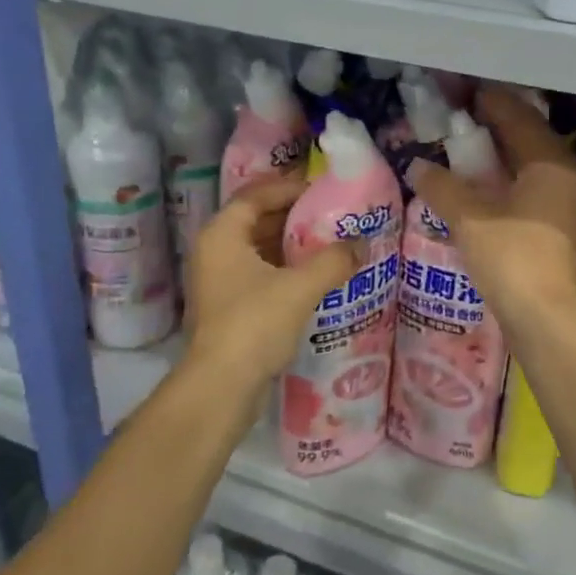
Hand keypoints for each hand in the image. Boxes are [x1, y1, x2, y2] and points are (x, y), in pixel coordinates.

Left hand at [182, 173, 357, 391]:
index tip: (321, 189)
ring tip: (330, 242)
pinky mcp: (228, 307)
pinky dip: (285, 269)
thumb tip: (361, 245)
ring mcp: (219, 281)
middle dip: (293, 216)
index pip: (255, 195)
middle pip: (256, 220)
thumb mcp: (300, 287)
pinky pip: (260, 274)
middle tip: (331, 214)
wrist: (221, 386)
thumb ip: (333, 261)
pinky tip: (315, 276)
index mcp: (222, 235)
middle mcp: (214, 252)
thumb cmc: (254, 324)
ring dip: (291, 244)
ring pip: (259, 249)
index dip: (288, 187)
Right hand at [406, 86, 575, 335]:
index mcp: (551, 163)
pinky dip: (510, 187)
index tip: (468, 93)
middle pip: (531, 142)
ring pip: (534, 171)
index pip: (520, 119)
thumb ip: (443, 187)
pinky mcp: (564, 236)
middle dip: (499, 130)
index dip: (493, 103)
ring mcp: (571, 209)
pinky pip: (534, 196)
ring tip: (473, 158)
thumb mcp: (470, 218)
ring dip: (504, 161)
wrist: (550, 320)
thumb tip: (418, 166)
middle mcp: (568, 179)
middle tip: (466, 122)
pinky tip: (489, 197)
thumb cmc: (513, 258)